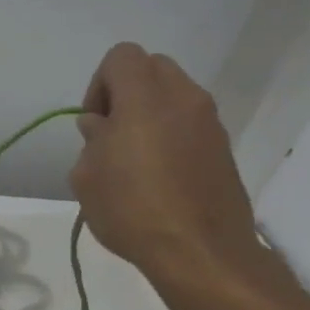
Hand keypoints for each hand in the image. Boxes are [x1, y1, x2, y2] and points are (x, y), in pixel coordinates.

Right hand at [70, 43, 264, 286]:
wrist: (200, 251)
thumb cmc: (132, 209)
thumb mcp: (87, 176)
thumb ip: (92, 140)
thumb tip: (103, 128)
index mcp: (145, 98)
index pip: (121, 57)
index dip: (99, 84)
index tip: (95, 123)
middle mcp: (184, 99)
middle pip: (152, 68)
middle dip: (127, 91)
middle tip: (112, 133)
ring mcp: (210, 123)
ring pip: (174, 94)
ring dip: (149, 113)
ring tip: (133, 157)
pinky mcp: (223, 148)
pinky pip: (189, 122)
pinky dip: (170, 133)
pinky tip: (157, 175)